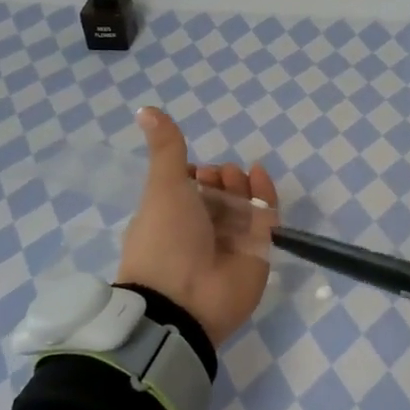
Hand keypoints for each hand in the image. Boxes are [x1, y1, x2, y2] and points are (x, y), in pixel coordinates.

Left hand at [117, 108, 275, 346]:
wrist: (186, 300)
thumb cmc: (166, 240)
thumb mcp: (163, 187)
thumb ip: (166, 149)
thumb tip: (145, 108)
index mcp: (171, 219)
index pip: (189, 191)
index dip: (195, 175)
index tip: (195, 169)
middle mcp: (201, 231)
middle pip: (219, 195)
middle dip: (221, 179)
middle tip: (219, 177)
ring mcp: (231, 242)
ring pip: (243, 204)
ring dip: (241, 184)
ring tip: (236, 178)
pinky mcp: (258, 252)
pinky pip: (265, 217)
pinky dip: (264, 195)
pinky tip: (259, 176)